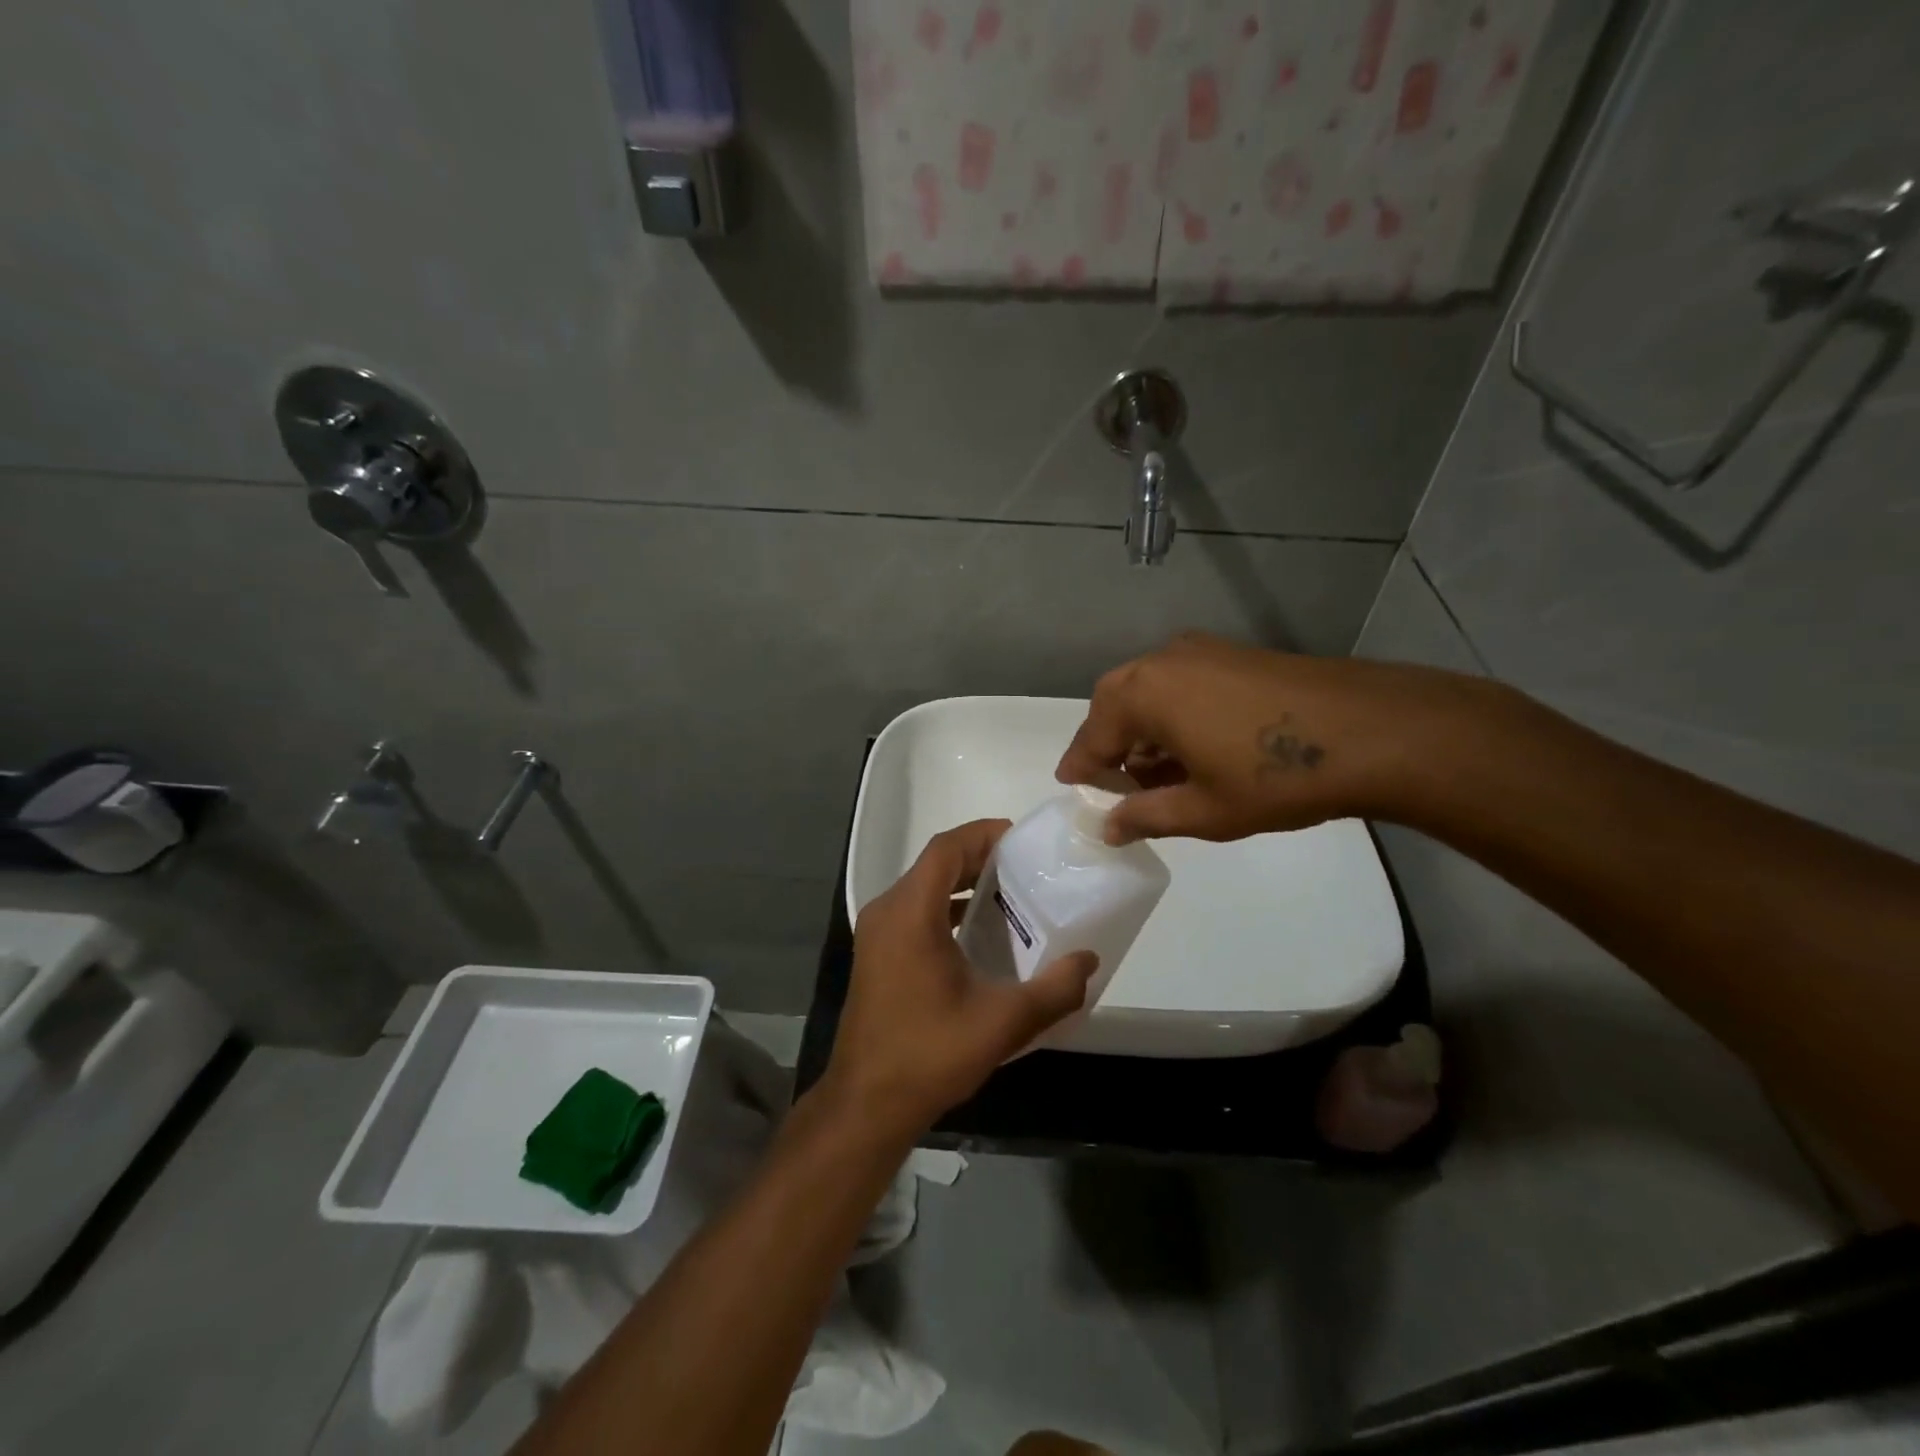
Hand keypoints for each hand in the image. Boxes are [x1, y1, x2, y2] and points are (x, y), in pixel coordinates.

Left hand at [822, 820, 1098, 1139]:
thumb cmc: (930, 1053)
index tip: (1021, 839)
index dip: (983, 834)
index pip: (947, 849)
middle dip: (979, 858)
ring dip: (962, 885)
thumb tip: (1089, 960)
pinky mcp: (877, 955)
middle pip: (935, 864)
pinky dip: (946, 909)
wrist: (866, 1104)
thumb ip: (1054, 990)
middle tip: (1025, 868)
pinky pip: (914, 912)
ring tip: (1009, 897)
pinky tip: (978, 936)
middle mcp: (887, 912)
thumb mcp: (1002, 1022)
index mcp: (910, 912)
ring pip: (923, 889)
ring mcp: (876, 934)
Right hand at [1056, 633, 1496, 843]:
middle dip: (1109, 742)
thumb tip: (1108, 827)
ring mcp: (1202, 651)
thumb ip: (1145, 816)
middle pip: (1116, 703)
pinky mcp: (1233, 654)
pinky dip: (1171, 713)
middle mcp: (1163, 661)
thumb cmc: (1275, 777)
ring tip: (1156, 773)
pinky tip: (1193, 747)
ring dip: (1142, 728)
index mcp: (1144, 694)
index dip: (1081, 766)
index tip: (1070, 786)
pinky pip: (1180, 683)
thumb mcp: (1203, 810)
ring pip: (1149, 690)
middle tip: (1113, 781)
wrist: (1374, 732)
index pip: (1094, 735)